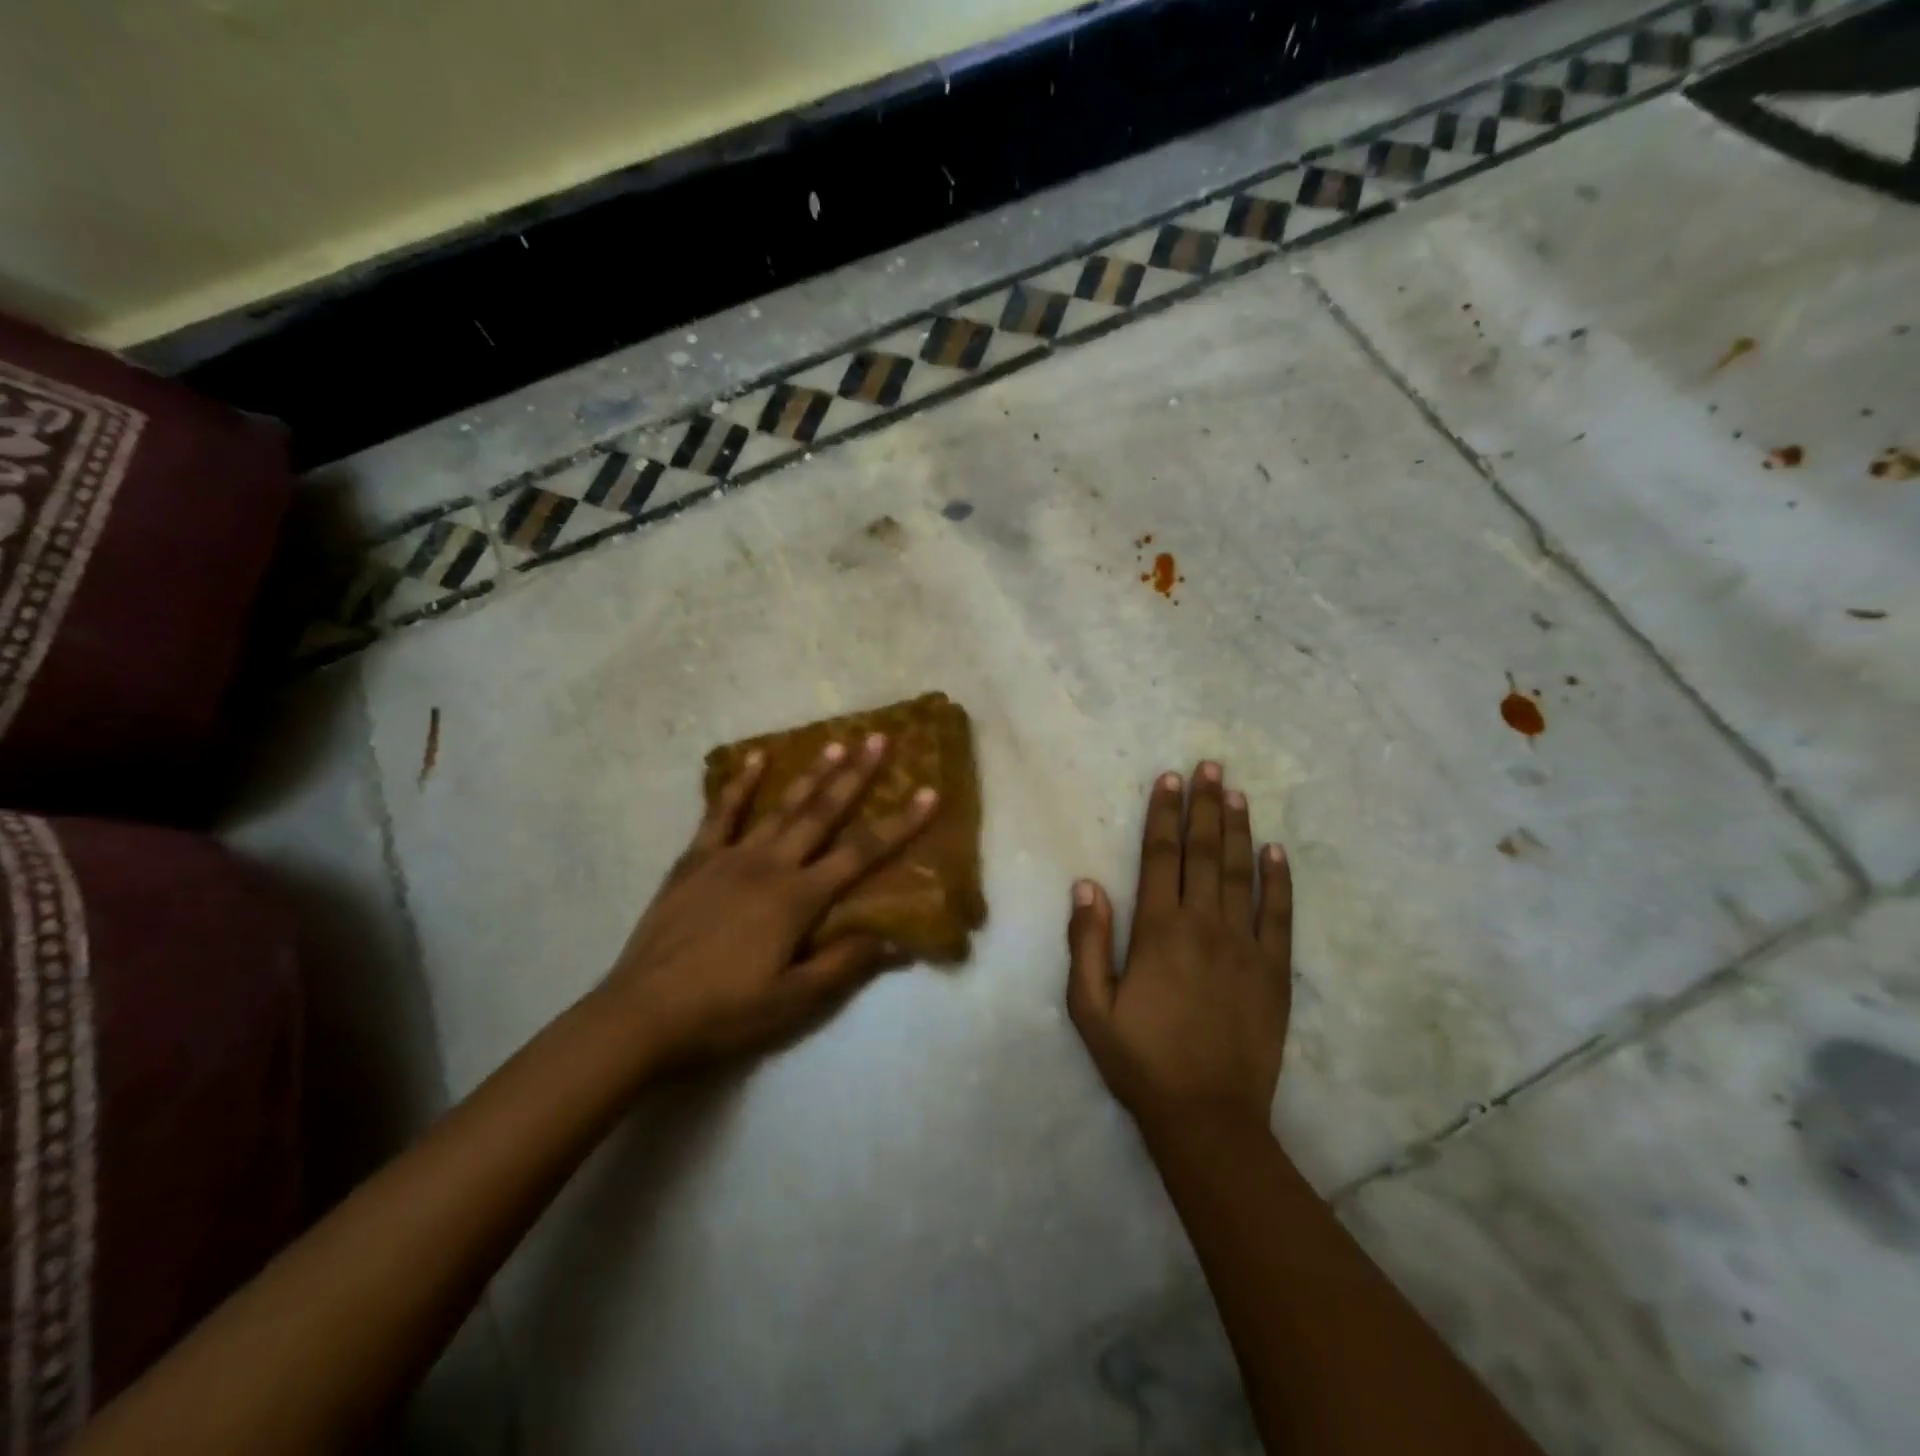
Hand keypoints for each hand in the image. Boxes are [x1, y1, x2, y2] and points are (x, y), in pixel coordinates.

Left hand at [600, 734, 937, 1069]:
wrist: (641, 1015)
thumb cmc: (724, 1011)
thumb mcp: (793, 1001)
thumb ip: (844, 965)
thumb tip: (897, 940)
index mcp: (798, 899)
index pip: (861, 854)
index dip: (899, 824)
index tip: (928, 792)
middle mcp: (770, 865)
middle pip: (822, 813)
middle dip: (855, 776)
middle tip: (879, 739)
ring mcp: (729, 857)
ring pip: (780, 807)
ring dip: (811, 774)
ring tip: (836, 742)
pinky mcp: (695, 860)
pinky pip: (721, 813)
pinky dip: (739, 784)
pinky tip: (755, 758)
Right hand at [1066, 762, 1292, 1130]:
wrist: (1208, 1117)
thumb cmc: (1141, 1061)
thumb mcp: (1090, 1008)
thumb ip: (1088, 943)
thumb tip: (1086, 885)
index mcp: (1159, 932)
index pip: (1161, 858)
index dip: (1164, 816)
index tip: (1170, 780)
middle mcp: (1205, 926)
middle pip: (1204, 854)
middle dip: (1205, 807)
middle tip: (1210, 766)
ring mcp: (1246, 947)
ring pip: (1242, 874)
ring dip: (1238, 830)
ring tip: (1237, 793)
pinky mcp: (1275, 971)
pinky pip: (1280, 916)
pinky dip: (1279, 881)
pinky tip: (1277, 852)